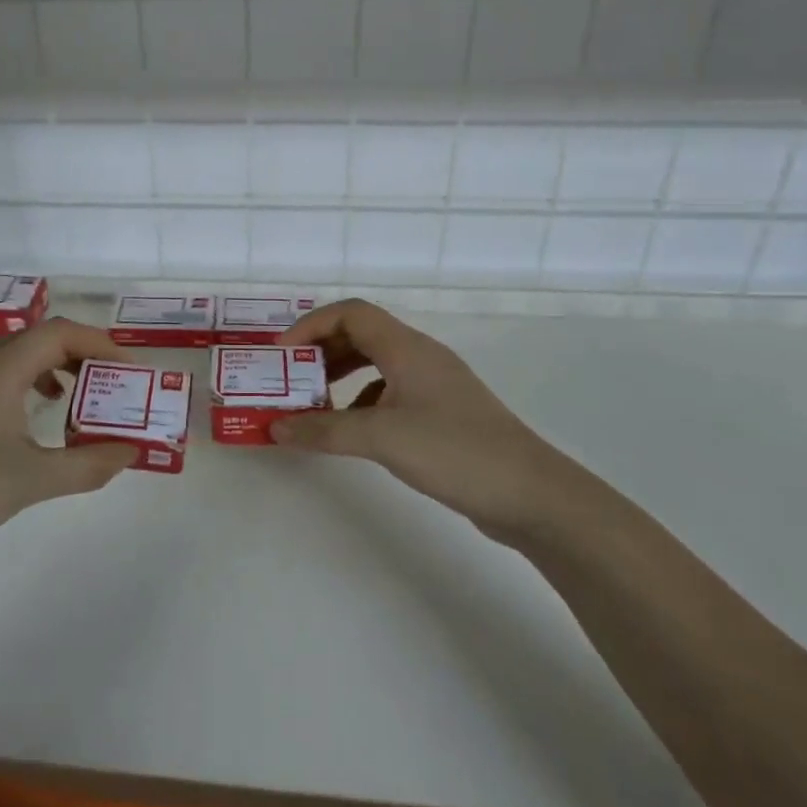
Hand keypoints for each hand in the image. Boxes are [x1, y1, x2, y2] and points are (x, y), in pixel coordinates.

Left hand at [0, 318, 139, 565]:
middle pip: (39, 337)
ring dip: (52, 366)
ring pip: (15, 354)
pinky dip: (26, 381)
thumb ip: (87, 465)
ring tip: (76, 397)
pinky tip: (31, 417)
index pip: (61, 332)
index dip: (100, 343)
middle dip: (81, 354)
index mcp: (1, 367)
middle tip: (110, 383)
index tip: (130, 368)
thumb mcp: (32, 480)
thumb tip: (130, 452)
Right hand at [273, 299, 582, 545]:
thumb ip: (324, 429)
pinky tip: (351, 425)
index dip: (311, 325)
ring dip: (340, 374)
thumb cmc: (454, 451)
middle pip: (361, 333)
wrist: (530, 493)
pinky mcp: (442, 411)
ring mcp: (434, 383)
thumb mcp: (381, 438)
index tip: (281, 353)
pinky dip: (362, 399)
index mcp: (406, 347)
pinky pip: (391, 390)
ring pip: (376, 362)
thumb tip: (275, 427)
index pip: (350, 313)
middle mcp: (420, 355)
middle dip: (321, 349)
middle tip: (290, 376)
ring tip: (312, 399)